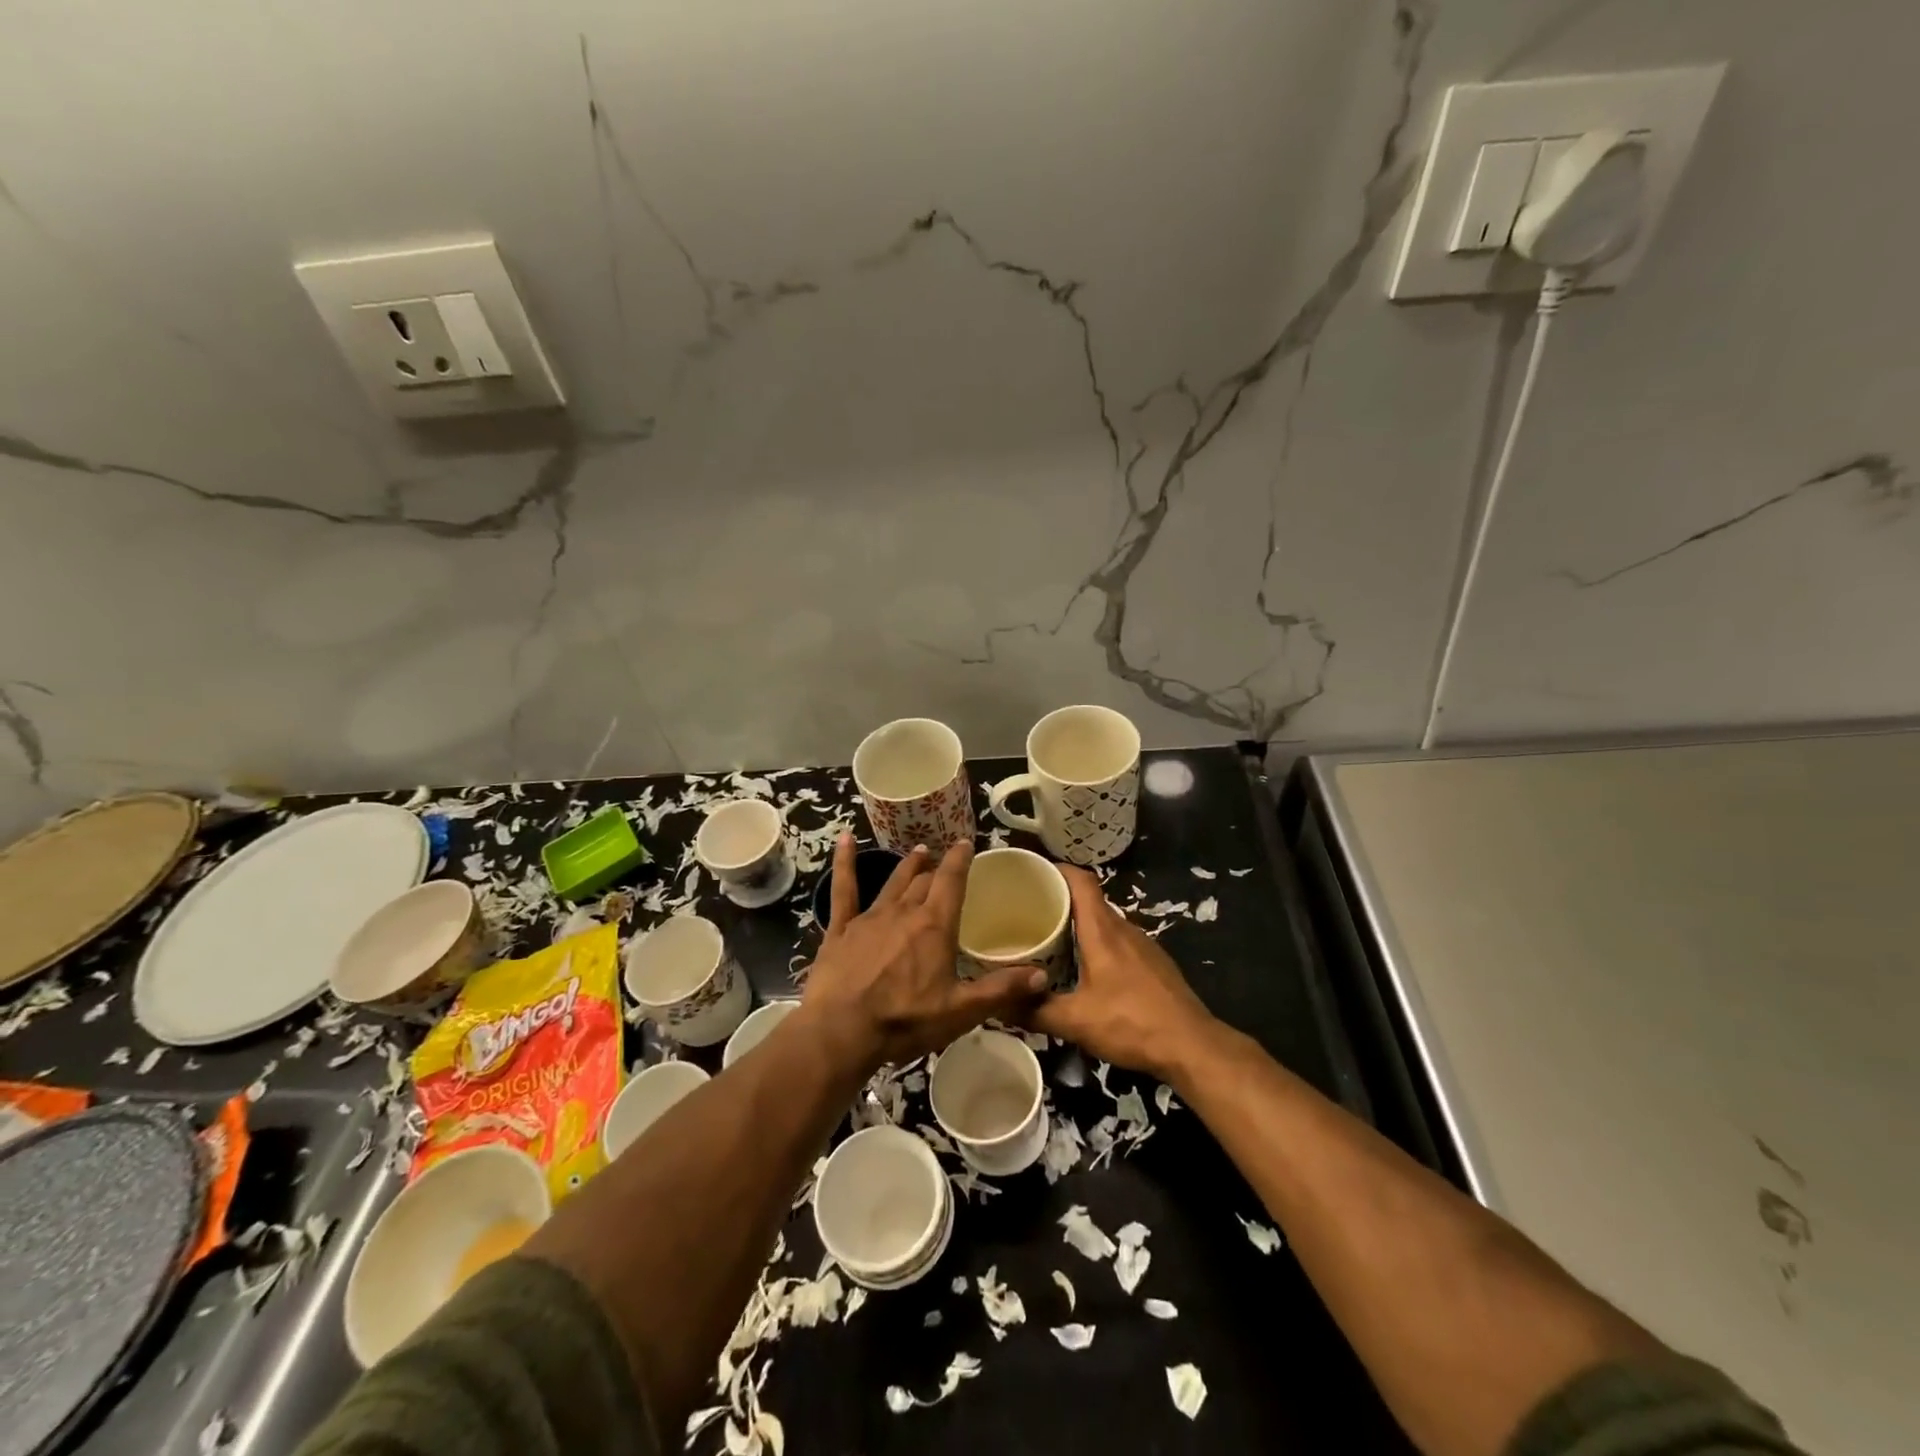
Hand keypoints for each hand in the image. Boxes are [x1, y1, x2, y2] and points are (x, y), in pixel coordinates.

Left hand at [803, 834, 1047, 1066]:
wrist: (841, 1031)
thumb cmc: (905, 1020)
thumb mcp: (960, 1011)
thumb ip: (1000, 990)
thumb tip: (1042, 973)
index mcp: (935, 926)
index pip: (952, 881)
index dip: (960, 860)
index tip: (966, 843)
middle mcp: (904, 912)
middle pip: (924, 881)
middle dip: (936, 868)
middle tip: (942, 859)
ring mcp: (869, 918)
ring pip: (893, 882)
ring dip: (907, 866)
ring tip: (917, 851)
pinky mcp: (841, 929)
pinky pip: (844, 889)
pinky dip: (845, 862)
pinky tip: (845, 839)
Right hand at [1029, 865, 1218, 1082]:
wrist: (1193, 1047)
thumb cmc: (1131, 1023)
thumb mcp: (1076, 1022)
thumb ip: (1035, 1011)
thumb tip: (999, 1005)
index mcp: (1103, 930)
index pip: (1081, 880)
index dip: (1057, 870)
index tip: (1032, 874)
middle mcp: (1124, 929)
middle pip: (1090, 901)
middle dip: (1060, 901)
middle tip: (1029, 914)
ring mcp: (1143, 945)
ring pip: (1105, 923)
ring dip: (1080, 926)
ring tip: (1052, 941)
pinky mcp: (1155, 964)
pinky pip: (1119, 942)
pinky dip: (1098, 945)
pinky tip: (1087, 971)